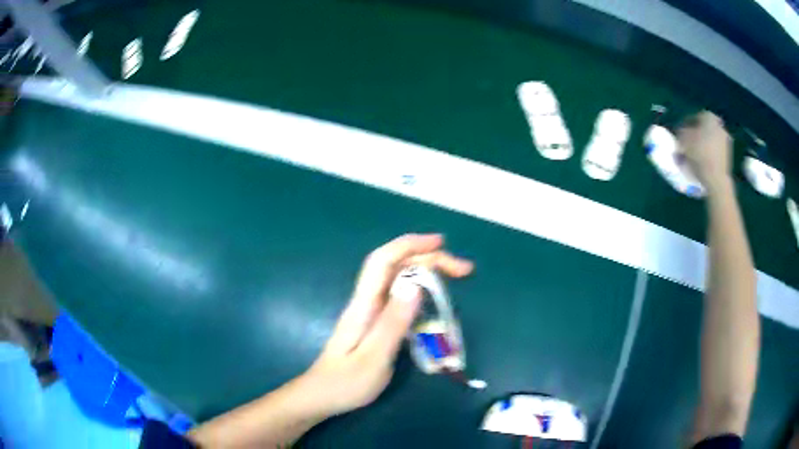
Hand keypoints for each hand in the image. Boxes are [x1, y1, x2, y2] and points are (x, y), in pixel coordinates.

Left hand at [301, 234, 472, 417]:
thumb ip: (393, 322)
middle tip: (464, 270)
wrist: (321, 397)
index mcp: (364, 305)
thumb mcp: (374, 357)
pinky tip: (433, 299)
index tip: (442, 244)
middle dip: (429, 259)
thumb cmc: (346, 383)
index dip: (411, 245)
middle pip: (395, 266)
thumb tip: (415, 283)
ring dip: (426, 271)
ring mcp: (370, 312)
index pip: (384, 261)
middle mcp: (367, 302)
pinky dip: (420, 290)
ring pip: (398, 280)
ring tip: (454, 277)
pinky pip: (399, 297)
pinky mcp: (374, 324)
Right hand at [677, 111, 732, 191]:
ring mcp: (726, 142)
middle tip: (687, 145)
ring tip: (693, 157)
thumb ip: (680, 132)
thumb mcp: (683, 139)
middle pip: (704, 129)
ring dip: (702, 146)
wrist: (716, 179)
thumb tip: (681, 133)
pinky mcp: (728, 158)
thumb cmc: (699, 154)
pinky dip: (709, 156)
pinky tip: (701, 164)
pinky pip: (715, 153)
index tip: (680, 134)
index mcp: (709, 117)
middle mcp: (720, 126)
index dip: (686, 125)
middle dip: (696, 136)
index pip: (695, 117)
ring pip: (710, 141)